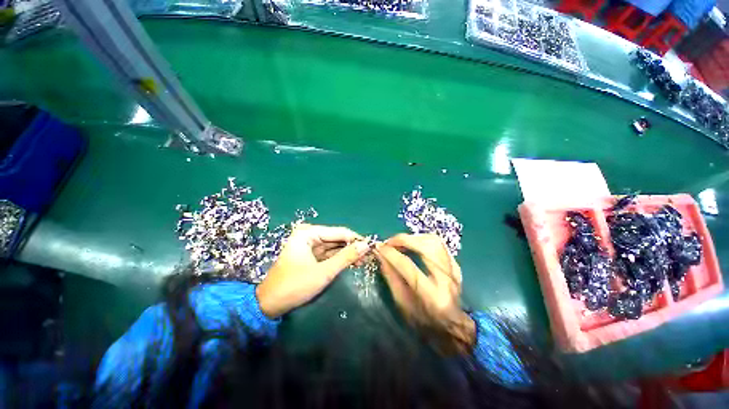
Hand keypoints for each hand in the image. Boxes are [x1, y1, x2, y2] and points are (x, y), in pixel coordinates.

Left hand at [256, 224, 370, 317]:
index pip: (339, 232)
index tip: (371, 246)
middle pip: (336, 238)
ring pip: (333, 246)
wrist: (269, 305)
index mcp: (308, 233)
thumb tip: (366, 245)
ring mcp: (309, 245)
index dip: (356, 239)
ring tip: (363, 260)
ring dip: (347, 253)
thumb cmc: (295, 286)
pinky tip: (351, 262)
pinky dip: (339, 258)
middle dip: (352, 247)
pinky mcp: (309, 255)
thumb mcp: (324, 272)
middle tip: (368, 256)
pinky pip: (328, 253)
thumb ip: (346, 257)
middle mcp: (308, 235)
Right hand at [374, 233, 474, 354]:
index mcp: (431, 295)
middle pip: (426, 247)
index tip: (379, 247)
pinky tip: (413, 244)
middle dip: (404, 240)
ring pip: (434, 241)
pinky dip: (423, 240)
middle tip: (390, 242)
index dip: (392, 254)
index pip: (408, 266)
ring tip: (400, 242)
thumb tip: (381, 255)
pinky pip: (439, 244)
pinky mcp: (456, 265)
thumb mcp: (402, 303)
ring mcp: (454, 271)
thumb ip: (391, 277)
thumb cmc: (423, 320)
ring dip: (414, 237)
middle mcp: (446, 280)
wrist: (452, 326)